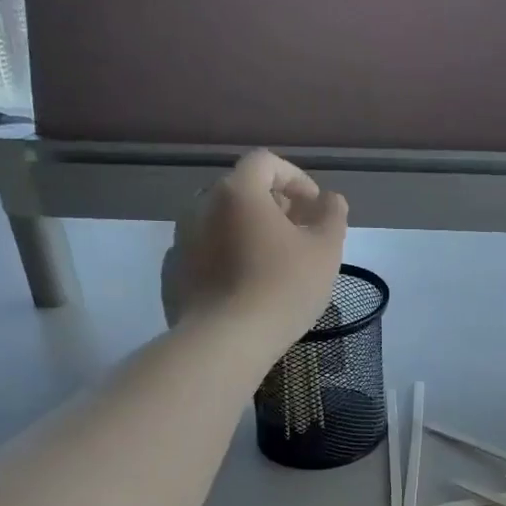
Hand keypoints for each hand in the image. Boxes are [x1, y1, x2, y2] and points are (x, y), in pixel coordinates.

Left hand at [161, 151, 348, 359]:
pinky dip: (227, 257)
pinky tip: (245, 286)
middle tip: (299, 234)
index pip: (266, 163)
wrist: (224, 342)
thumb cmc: (282, 289)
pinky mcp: (172, 273)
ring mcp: (181, 240)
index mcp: (237, 192)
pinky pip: (205, 252)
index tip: (315, 207)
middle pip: (241, 190)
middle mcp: (201, 206)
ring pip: (220, 222)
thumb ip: (332, 214)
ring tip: (273, 262)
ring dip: (248, 231)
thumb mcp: (325, 250)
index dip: (296, 178)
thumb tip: (329, 199)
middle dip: (273, 206)